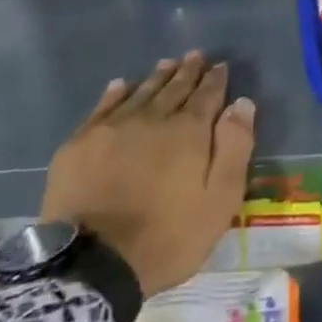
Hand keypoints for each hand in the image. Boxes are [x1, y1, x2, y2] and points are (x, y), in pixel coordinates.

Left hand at [41, 53, 255, 296]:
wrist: (92, 265)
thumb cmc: (167, 237)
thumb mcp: (219, 201)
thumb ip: (234, 148)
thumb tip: (241, 104)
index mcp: (188, 132)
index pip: (207, 95)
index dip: (215, 80)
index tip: (220, 66)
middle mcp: (152, 119)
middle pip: (174, 88)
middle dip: (187, 71)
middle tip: (195, 56)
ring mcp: (112, 129)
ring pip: (140, 93)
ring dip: (157, 77)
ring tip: (167, 63)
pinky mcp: (79, 145)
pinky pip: (102, 108)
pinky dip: (115, 93)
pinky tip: (121, 85)